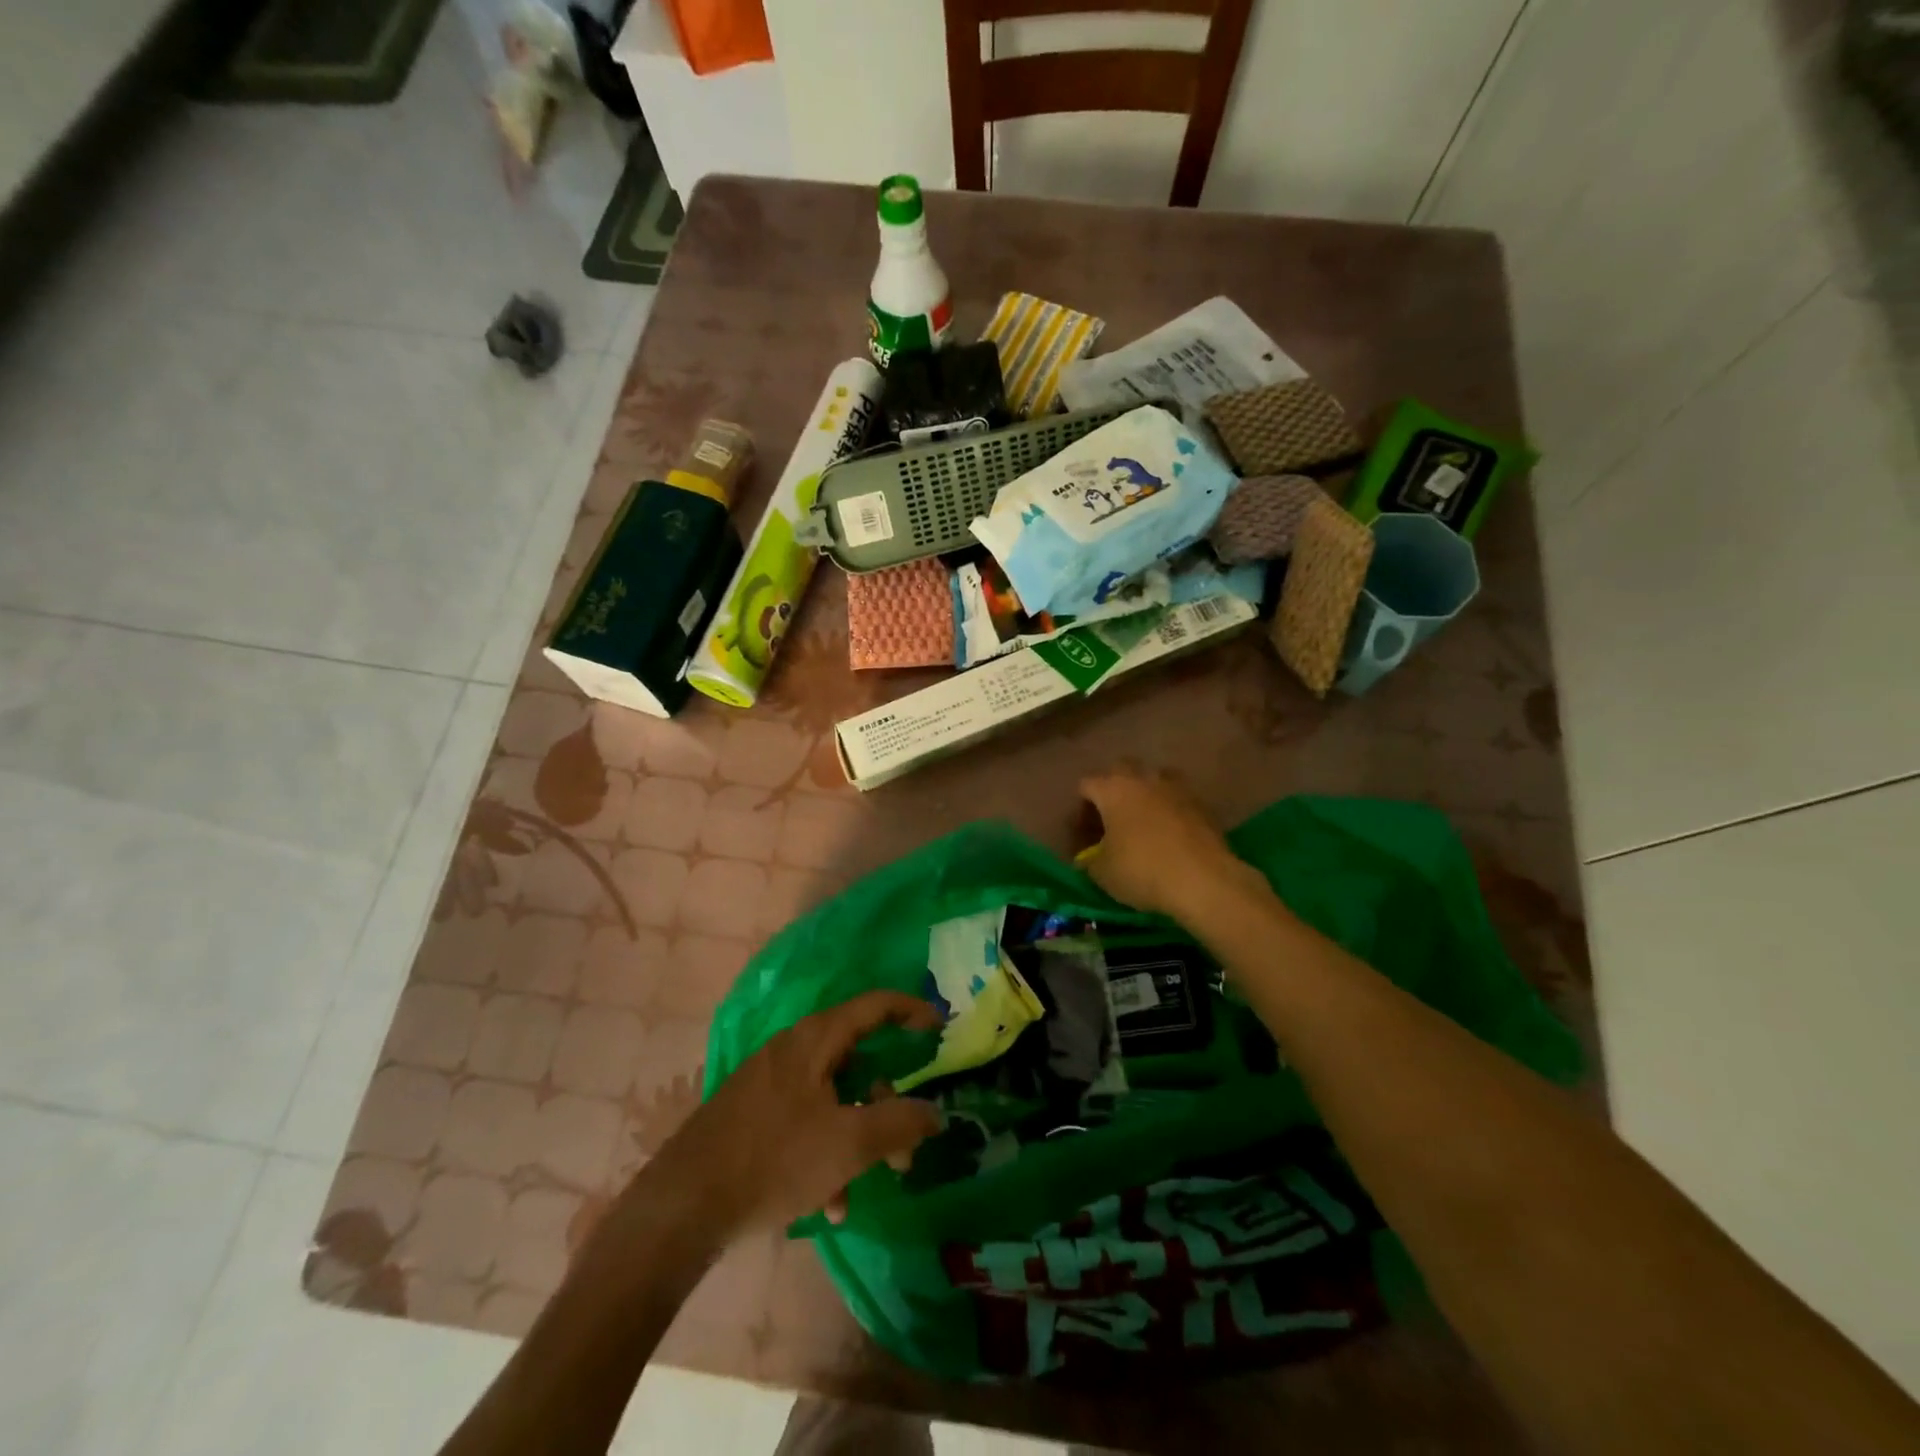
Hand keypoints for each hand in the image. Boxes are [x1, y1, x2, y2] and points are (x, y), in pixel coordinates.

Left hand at [655, 991, 942, 1236]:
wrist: (683, 1205)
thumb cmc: (774, 1159)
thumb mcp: (849, 1143)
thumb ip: (900, 1123)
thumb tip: (935, 1112)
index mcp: (815, 1039)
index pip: (875, 1005)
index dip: (911, 1011)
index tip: (940, 1029)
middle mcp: (792, 1050)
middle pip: (857, 1062)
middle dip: (886, 1106)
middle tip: (904, 1151)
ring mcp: (769, 1082)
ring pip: (832, 1099)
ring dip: (855, 1141)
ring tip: (857, 1192)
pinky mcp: (753, 1114)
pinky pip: (805, 1122)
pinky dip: (825, 1153)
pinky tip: (825, 1205)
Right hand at [1079, 766, 1266, 922]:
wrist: (1203, 881)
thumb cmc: (1142, 871)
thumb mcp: (1102, 873)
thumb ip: (1088, 860)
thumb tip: (1087, 858)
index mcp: (1113, 789)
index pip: (1086, 785)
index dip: (1080, 808)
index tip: (1084, 833)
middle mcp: (1144, 779)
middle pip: (1121, 769)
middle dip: (1113, 788)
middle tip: (1112, 818)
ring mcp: (1177, 788)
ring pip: (1155, 777)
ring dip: (1146, 792)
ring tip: (1144, 820)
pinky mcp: (1203, 804)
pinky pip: (1178, 798)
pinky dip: (1171, 809)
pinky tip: (1170, 833)